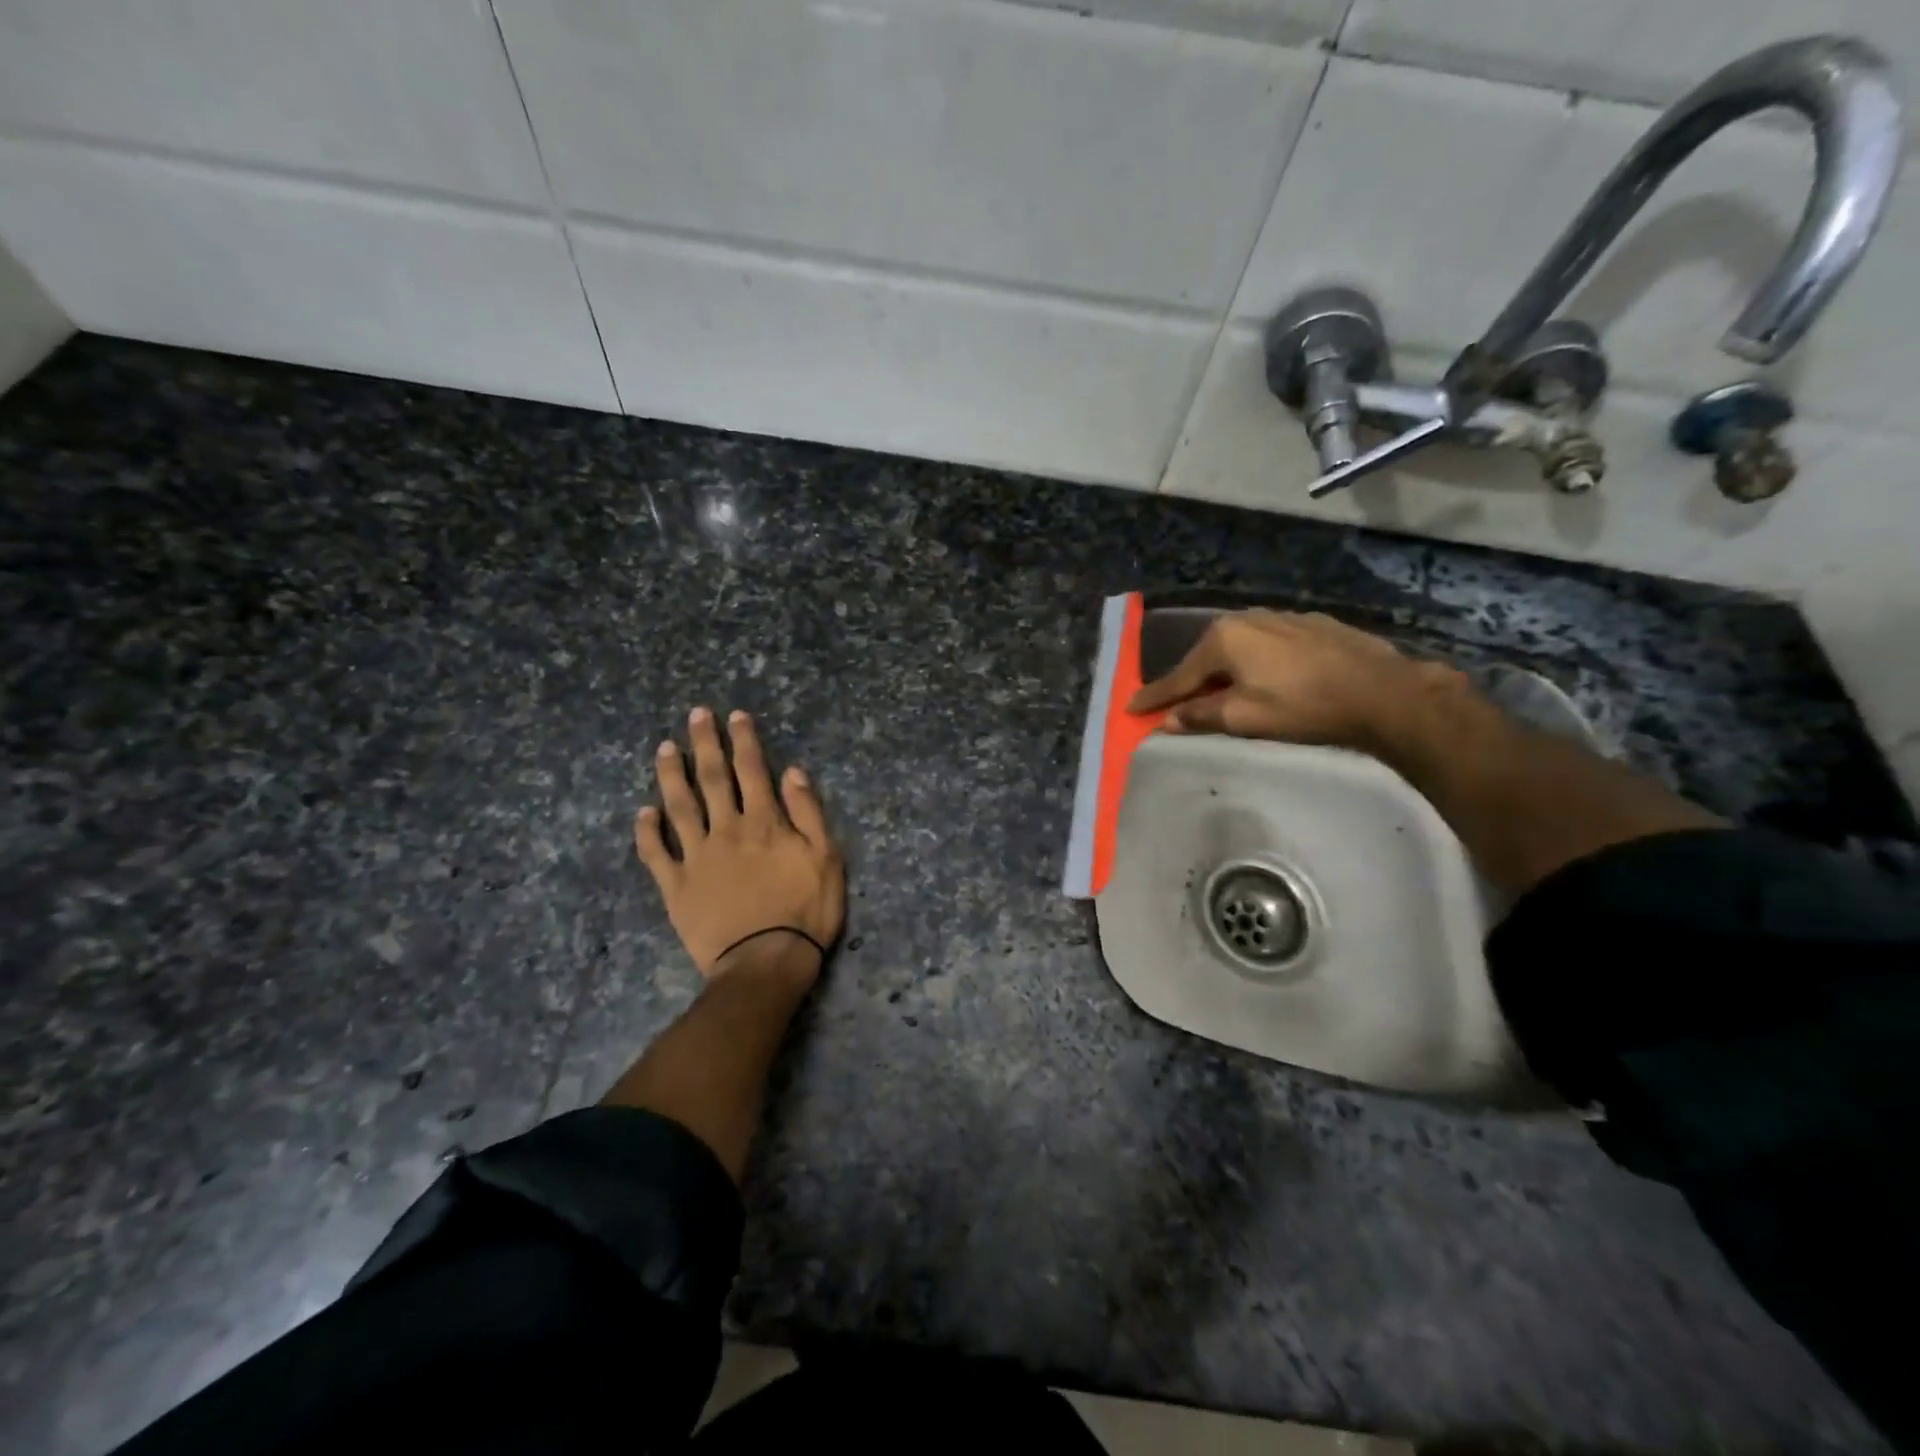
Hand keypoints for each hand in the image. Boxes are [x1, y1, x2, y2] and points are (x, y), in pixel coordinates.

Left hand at [635, 707, 844, 983]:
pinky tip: (643, 812)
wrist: (764, 962)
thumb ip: (809, 813)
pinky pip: (656, 854)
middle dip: (705, 744)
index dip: (744, 740)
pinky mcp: (676, 887)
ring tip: (665, 748)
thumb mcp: (827, 859)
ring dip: (672, 775)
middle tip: (696, 715)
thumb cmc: (805, 911)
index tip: (735, 715)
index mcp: (764, 822)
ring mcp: (696, 857)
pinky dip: (647, 831)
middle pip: (713, 779)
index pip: (753, 770)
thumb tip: (793, 772)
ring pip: (680, 807)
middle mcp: (726, 830)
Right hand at [1127, 610, 1456, 752]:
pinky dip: (1256, 663)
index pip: (1179, 676)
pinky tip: (1267, 678)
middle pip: (1207, 658)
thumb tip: (1168, 720)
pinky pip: (1267, 645)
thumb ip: (1201, 716)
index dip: (1154, 697)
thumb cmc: (1304, 707)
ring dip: (1225, 671)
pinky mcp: (1310, 624)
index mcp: (1224, 639)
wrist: (1383, 692)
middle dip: (1191, 683)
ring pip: (1238, 648)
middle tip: (1178, 706)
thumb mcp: (1245, 718)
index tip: (1130, 709)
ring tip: (1223, 694)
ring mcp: (1281, 617)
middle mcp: (1246, 618)